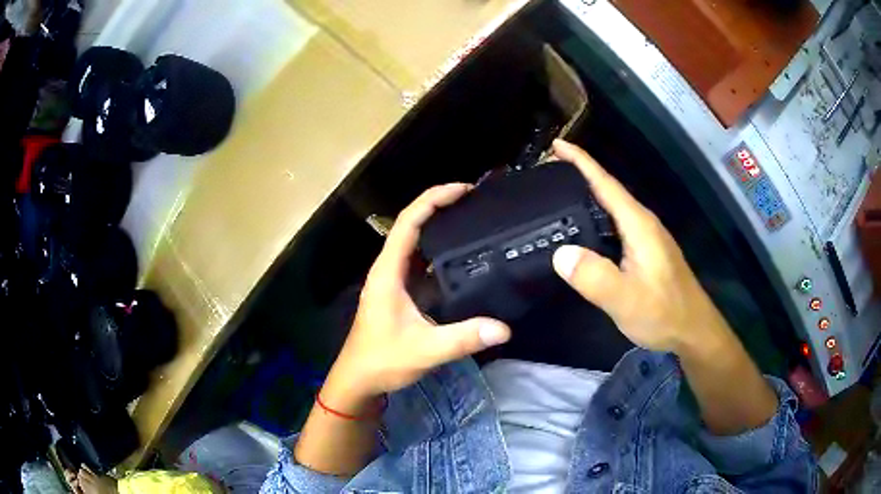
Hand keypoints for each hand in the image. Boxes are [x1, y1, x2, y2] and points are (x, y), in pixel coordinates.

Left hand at [322, 184, 510, 413]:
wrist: (359, 379)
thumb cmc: (382, 360)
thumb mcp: (424, 349)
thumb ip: (462, 339)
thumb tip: (504, 329)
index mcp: (388, 271)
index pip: (408, 222)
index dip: (433, 199)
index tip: (464, 190)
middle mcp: (389, 269)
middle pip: (413, 225)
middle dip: (441, 207)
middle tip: (477, 202)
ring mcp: (394, 280)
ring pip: (417, 243)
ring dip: (440, 228)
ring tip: (474, 221)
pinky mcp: (401, 293)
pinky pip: (421, 263)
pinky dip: (441, 253)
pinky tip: (463, 258)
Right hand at [550, 140, 728, 354]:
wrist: (693, 331)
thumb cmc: (663, 313)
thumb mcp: (626, 299)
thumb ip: (594, 276)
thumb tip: (560, 253)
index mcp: (638, 225)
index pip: (606, 184)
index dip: (581, 161)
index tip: (556, 146)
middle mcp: (643, 224)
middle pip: (608, 190)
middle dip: (579, 175)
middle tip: (547, 173)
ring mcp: (646, 238)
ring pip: (612, 208)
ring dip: (587, 196)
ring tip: (558, 197)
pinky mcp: (645, 252)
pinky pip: (615, 226)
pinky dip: (595, 219)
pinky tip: (583, 232)